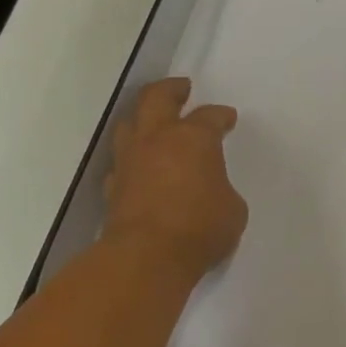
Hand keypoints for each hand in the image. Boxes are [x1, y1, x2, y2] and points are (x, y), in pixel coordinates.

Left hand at [102, 78, 246, 278]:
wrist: (146, 258)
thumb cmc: (200, 227)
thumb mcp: (232, 208)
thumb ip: (222, 189)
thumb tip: (211, 192)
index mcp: (194, 138)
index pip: (210, 116)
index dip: (221, 116)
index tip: (228, 118)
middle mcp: (158, 140)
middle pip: (157, 98)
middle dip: (171, 89)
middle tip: (182, 88)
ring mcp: (130, 162)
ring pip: (129, 124)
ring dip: (142, 117)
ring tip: (153, 121)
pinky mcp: (113, 188)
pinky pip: (120, 162)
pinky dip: (130, 158)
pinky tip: (137, 165)